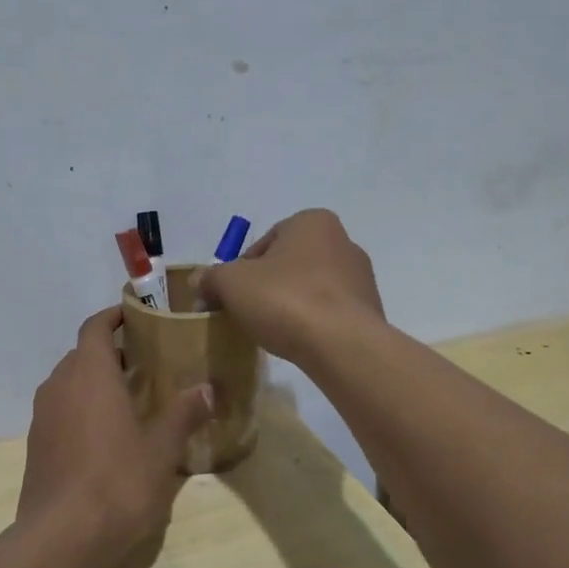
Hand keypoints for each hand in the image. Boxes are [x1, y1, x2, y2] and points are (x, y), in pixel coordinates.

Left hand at [16, 308, 213, 561]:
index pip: (95, 327)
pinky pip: (62, 409)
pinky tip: (109, 432)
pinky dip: (83, 406)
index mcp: (89, 374)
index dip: (114, 316)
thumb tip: (207, 388)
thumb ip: (183, 413)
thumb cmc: (117, 483)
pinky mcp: (37, 445)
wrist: (61, 539)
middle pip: (82, 353)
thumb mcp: (161, 449)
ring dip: (96, 380)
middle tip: (148, 360)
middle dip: (111, 351)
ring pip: (70, 382)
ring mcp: (42, 417)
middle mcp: (59, 386)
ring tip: (132, 395)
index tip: (138, 315)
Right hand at [196, 209, 384, 368]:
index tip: (230, 297)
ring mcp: (361, 277)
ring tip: (273, 331)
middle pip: (289, 265)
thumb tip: (199, 282)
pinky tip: (299, 342)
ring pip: (311, 288)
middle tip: (247, 313)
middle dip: (267, 286)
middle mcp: (343, 241)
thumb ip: (212, 278)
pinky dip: (312, 323)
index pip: (264, 243)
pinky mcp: (369, 310)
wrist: (342, 345)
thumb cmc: (285, 299)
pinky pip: (329, 312)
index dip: (240, 270)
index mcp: (312, 222)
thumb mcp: (232, 283)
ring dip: (291, 305)